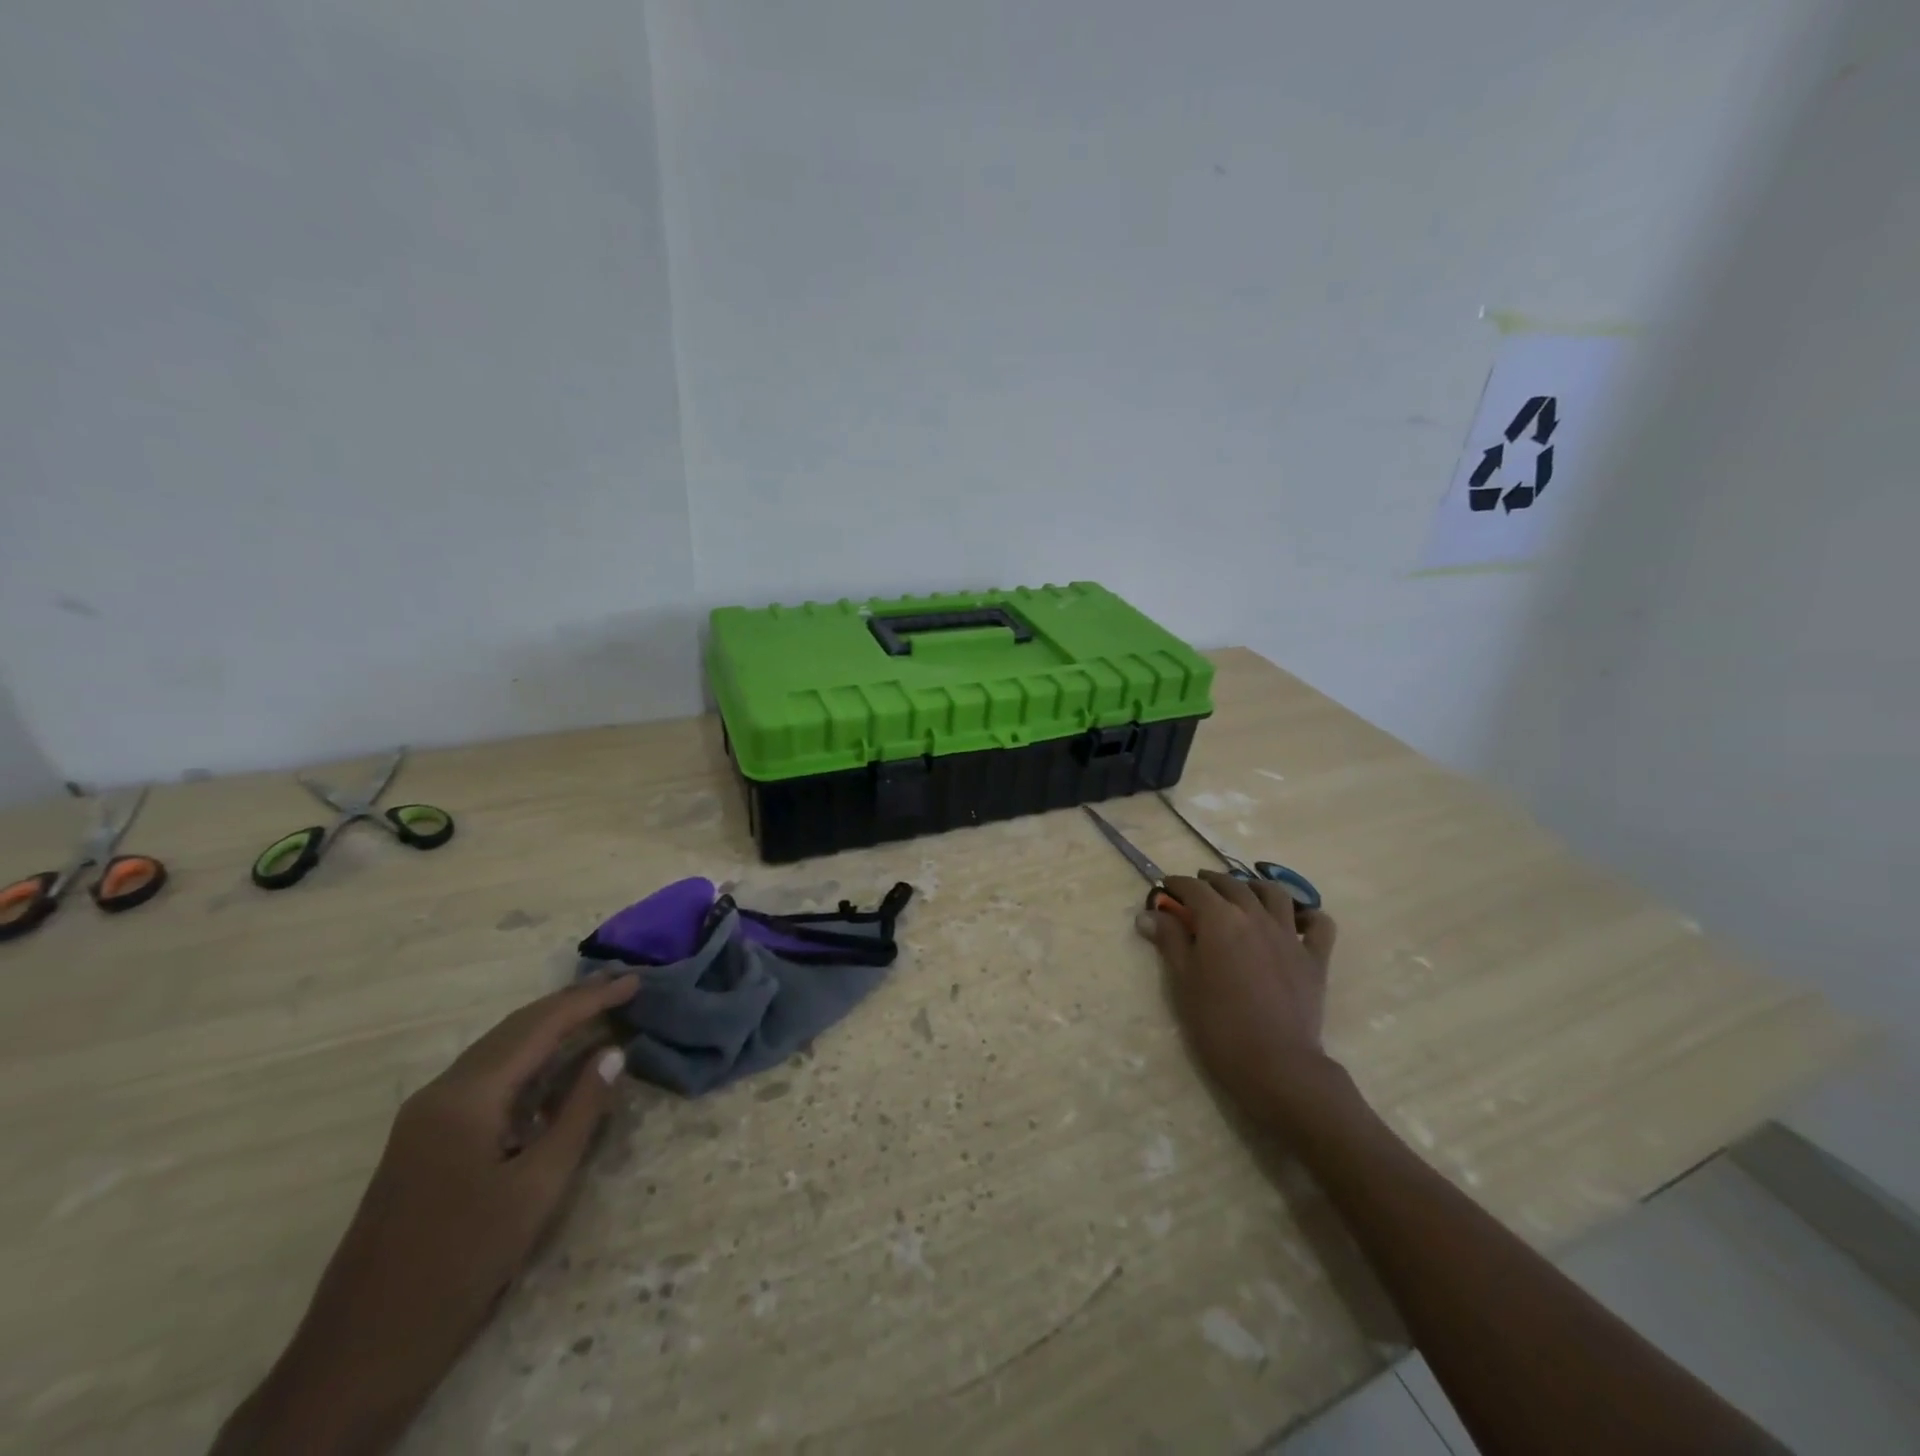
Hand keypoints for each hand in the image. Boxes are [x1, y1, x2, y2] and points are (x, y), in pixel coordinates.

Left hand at [215, 973, 639, 1454]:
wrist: (362, 1351)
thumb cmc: (462, 1264)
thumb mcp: (538, 1187)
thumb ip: (579, 1112)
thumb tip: (612, 1053)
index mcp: (467, 1096)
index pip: (540, 1026)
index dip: (592, 1000)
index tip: (637, 981)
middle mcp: (441, 1091)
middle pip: (515, 1028)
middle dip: (570, 1003)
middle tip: (622, 987)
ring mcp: (425, 1115)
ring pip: (498, 1050)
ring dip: (548, 1027)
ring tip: (596, 1011)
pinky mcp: (423, 1139)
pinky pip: (485, 1077)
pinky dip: (527, 1058)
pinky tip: (551, 1064)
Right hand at [1137, 870, 1342, 1129]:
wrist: (1275, 1064)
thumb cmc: (1218, 1023)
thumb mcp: (1184, 981)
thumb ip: (1169, 941)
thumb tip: (1148, 914)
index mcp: (1219, 919)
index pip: (1194, 888)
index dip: (1177, 885)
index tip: (1165, 889)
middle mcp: (1255, 916)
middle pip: (1232, 885)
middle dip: (1211, 882)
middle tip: (1197, 889)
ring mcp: (1289, 935)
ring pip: (1275, 894)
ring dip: (1255, 887)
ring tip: (1244, 892)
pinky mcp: (1315, 958)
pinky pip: (1320, 924)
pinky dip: (1308, 915)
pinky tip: (1297, 920)